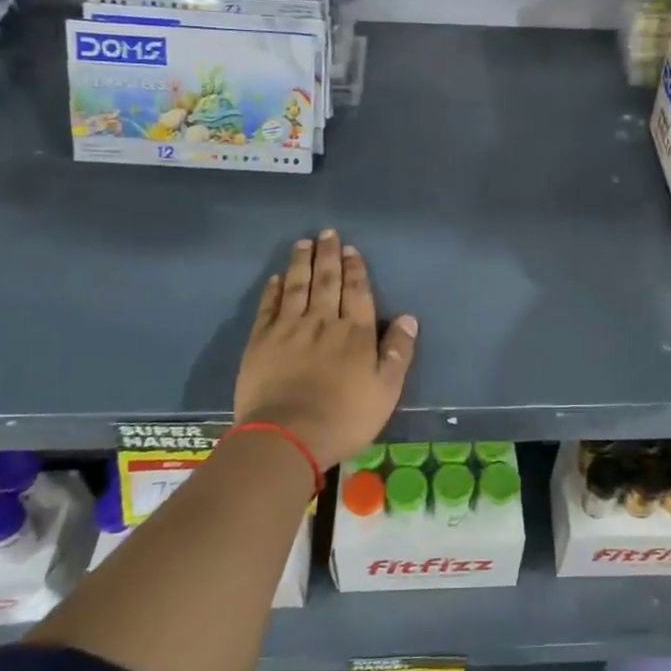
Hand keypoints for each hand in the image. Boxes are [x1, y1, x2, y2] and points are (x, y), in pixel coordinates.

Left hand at [232, 231, 418, 471]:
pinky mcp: (261, 341)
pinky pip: (269, 307)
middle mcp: (323, 322)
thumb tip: (409, 318)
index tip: (351, 250)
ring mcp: (290, 329)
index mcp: (356, 333)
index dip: (355, 269)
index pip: (357, 292)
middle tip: (328, 233)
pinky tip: (276, 278)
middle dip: (329, 256)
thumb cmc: (344, 418)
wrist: (287, 437)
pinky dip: (273, 290)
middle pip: (327, 281)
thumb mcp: (385, 391)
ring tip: (303, 243)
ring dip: (301, 263)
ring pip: (297, 286)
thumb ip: (398, 353)